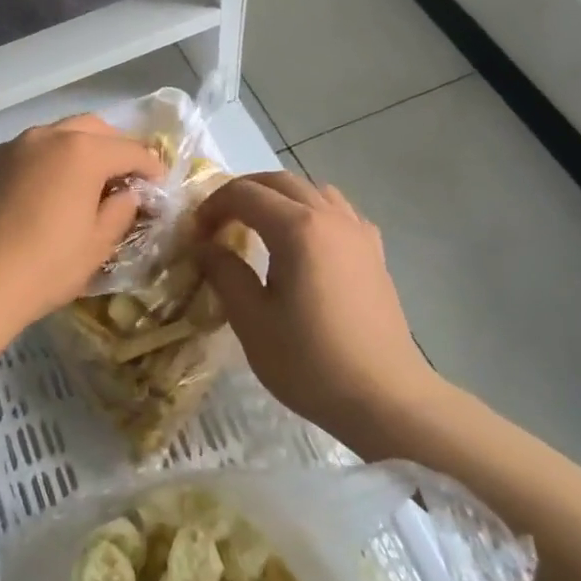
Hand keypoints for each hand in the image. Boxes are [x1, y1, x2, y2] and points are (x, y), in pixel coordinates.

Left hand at [0, 115, 163, 336]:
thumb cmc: (45, 267)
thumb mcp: (97, 245)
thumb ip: (120, 211)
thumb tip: (127, 194)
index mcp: (81, 152)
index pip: (129, 149)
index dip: (150, 165)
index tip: (158, 182)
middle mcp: (43, 137)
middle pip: (89, 128)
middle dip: (111, 146)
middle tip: (121, 175)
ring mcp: (6, 149)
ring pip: (49, 137)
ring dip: (71, 152)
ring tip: (76, 183)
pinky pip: (18, 157)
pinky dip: (35, 167)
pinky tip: (33, 197)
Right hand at [195, 172, 451, 440]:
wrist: (385, 398)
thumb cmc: (310, 361)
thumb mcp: (252, 320)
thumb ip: (224, 273)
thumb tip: (205, 247)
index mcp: (298, 228)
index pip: (245, 193)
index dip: (212, 206)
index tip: (195, 235)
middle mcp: (331, 217)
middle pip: (279, 181)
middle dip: (242, 193)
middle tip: (217, 223)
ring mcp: (358, 232)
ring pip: (311, 191)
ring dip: (277, 198)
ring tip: (256, 228)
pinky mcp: (374, 253)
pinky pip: (337, 212)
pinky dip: (309, 213)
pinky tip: (302, 245)